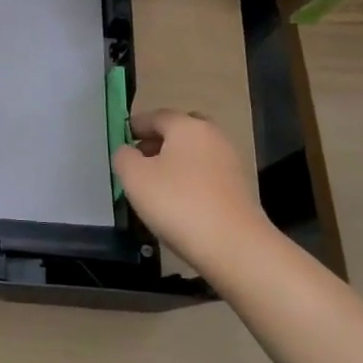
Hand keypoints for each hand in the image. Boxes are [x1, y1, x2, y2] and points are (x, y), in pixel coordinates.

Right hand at [113, 109, 274, 274]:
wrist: (235, 247)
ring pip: (195, 153)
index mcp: (187, 126)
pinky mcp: (241, 189)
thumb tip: (128, 152)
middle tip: (140, 159)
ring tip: (155, 184)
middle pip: (180, 131)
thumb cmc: (178, 203)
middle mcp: (213, 136)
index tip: (121, 139)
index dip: (135, 125)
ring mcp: (231, 162)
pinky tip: (179, 201)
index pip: (156, 116)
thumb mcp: (135, 178)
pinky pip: (207, 174)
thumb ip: (124, 157)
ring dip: (175, 162)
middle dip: (158, 141)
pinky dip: (191, 180)